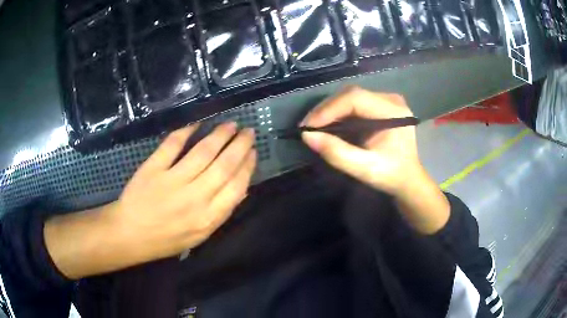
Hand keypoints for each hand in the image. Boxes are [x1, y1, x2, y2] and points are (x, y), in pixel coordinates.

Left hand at [45, 122, 256, 278]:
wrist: (131, 235)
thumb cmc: (166, 239)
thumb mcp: (199, 235)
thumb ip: (220, 213)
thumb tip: (241, 188)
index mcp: (208, 218)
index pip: (236, 186)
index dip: (247, 166)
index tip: (253, 151)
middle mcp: (194, 198)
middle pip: (224, 165)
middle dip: (239, 145)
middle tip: (247, 131)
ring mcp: (172, 182)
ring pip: (203, 152)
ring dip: (219, 135)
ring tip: (230, 125)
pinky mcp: (153, 169)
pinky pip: (172, 145)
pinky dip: (185, 131)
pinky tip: (197, 123)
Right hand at [301, 86, 420, 195]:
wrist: (408, 179)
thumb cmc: (391, 175)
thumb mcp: (364, 169)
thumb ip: (337, 153)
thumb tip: (307, 136)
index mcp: (393, 111)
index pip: (355, 98)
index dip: (329, 109)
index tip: (308, 126)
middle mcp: (390, 99)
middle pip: (351, 94)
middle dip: (326, 109)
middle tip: (307, 127)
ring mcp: (386, 100)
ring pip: (350, 97)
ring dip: (330, 110)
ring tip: (314, 126)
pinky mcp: (380, 105)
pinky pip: (354, 103)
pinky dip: (338, 113)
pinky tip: (329, 124)